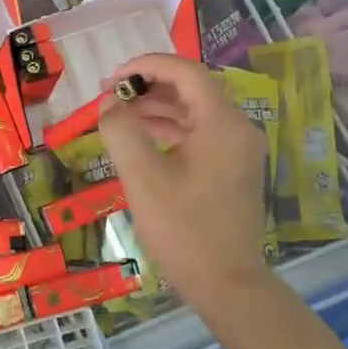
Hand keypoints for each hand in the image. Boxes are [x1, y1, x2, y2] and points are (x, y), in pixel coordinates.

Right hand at [98, 53, 273, 319]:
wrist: (225, 282)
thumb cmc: (183, 229)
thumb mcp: (142, 177)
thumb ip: (120, 130)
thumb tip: (108, 103)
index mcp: (222, 122)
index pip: (185, 72)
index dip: (145, 66)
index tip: (110, 79)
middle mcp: (238, 127)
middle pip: (191, 88)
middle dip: (148, 86)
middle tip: (108, 96)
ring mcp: (239, 149)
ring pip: (195, 110)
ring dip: (156, 107)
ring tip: (118, 114)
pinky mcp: (233, 168)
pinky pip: (200, 133)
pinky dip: (170, 128)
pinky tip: (142, 138)